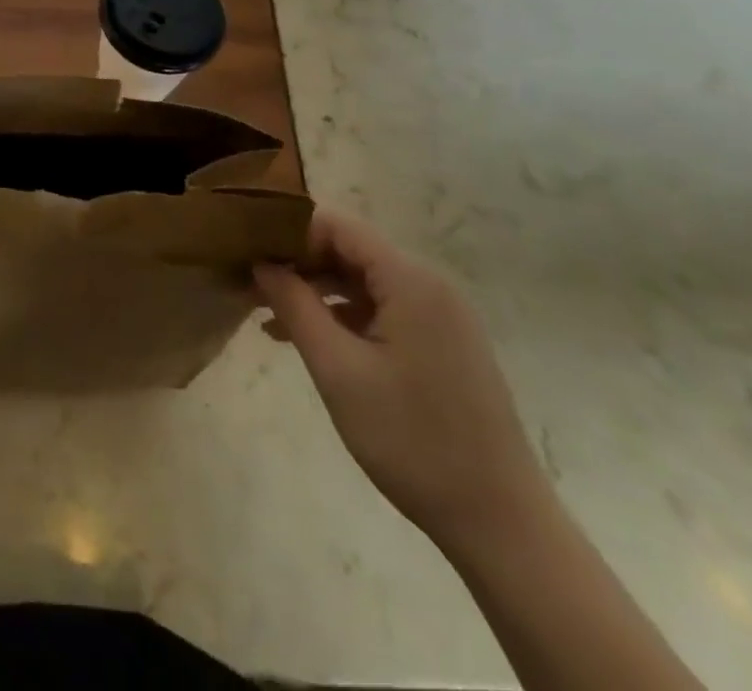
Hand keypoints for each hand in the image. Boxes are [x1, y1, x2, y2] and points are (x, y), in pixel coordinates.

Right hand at [254, 212, 549, 553]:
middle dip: (298, 263)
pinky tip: (307, 340)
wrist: (502, 525)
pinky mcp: (443, 345)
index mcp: (410, 281)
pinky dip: (343, 317)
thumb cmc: (412, 440)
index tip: (249, 253)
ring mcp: (441, 316)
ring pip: (363, 282)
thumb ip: (294, 305)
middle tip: (250, 285)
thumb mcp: (337, 369)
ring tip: (267, 315)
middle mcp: (430, 286)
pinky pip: (383, 310)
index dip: (290, 232)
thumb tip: (261, 262)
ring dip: (316, 291)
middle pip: (350, 250)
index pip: (338, 226)